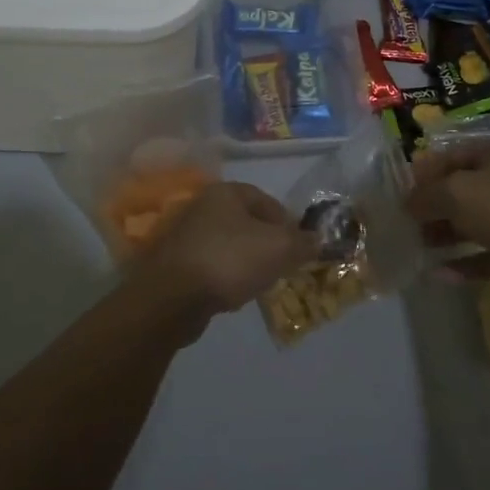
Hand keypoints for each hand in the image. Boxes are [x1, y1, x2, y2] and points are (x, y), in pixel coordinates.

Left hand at [133, 181, 318, 324]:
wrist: (172, 296)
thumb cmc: (230, 260)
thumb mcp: (279, 248)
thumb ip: (302, 242)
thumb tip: (317, 240)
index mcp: (225, 192)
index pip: (265, 200)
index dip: (287, 221)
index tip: (300, 245)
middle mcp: (202, 206)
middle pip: (246, 222)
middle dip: (267, 243)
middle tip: (283, 264)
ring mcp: (185, 235)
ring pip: (228, 244)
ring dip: (246, 260)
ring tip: (261, 282)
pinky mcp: (175, 262)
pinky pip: (211, 264)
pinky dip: (226, 275)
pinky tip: (233, 293)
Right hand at [405, 138, 489, 305]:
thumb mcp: (457, 194)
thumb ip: (426, 196)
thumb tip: (408, 204)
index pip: (452, 156)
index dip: (424, 173)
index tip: (399, 193)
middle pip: (463, 189)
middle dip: (433, 206)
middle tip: (406, 223)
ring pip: (474, 222)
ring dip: (446, 234)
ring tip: (418, 247)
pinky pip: (488, 253)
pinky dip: (465, 262)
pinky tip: (438, 274)